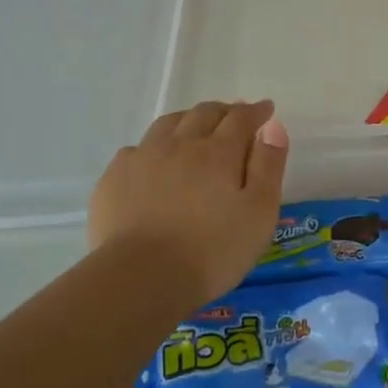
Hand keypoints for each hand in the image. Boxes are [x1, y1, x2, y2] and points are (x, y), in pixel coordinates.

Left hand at [87, 100, 288, 309]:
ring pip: (168, 124)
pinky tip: (154, 160)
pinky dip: (154, 146)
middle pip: (204, 113)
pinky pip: (137, 148)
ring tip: (197, 127)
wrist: (141, 278)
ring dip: (189, 119)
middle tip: (235, 117)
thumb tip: (273, 126)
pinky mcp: (114, 178)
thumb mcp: (259, 212)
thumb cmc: (213, 250)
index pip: (240, 118)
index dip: (256, 111)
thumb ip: (268, 166)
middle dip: (224, 111)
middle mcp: (180, 144)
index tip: (266, 109)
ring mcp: (143, 158)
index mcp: (219, 152)